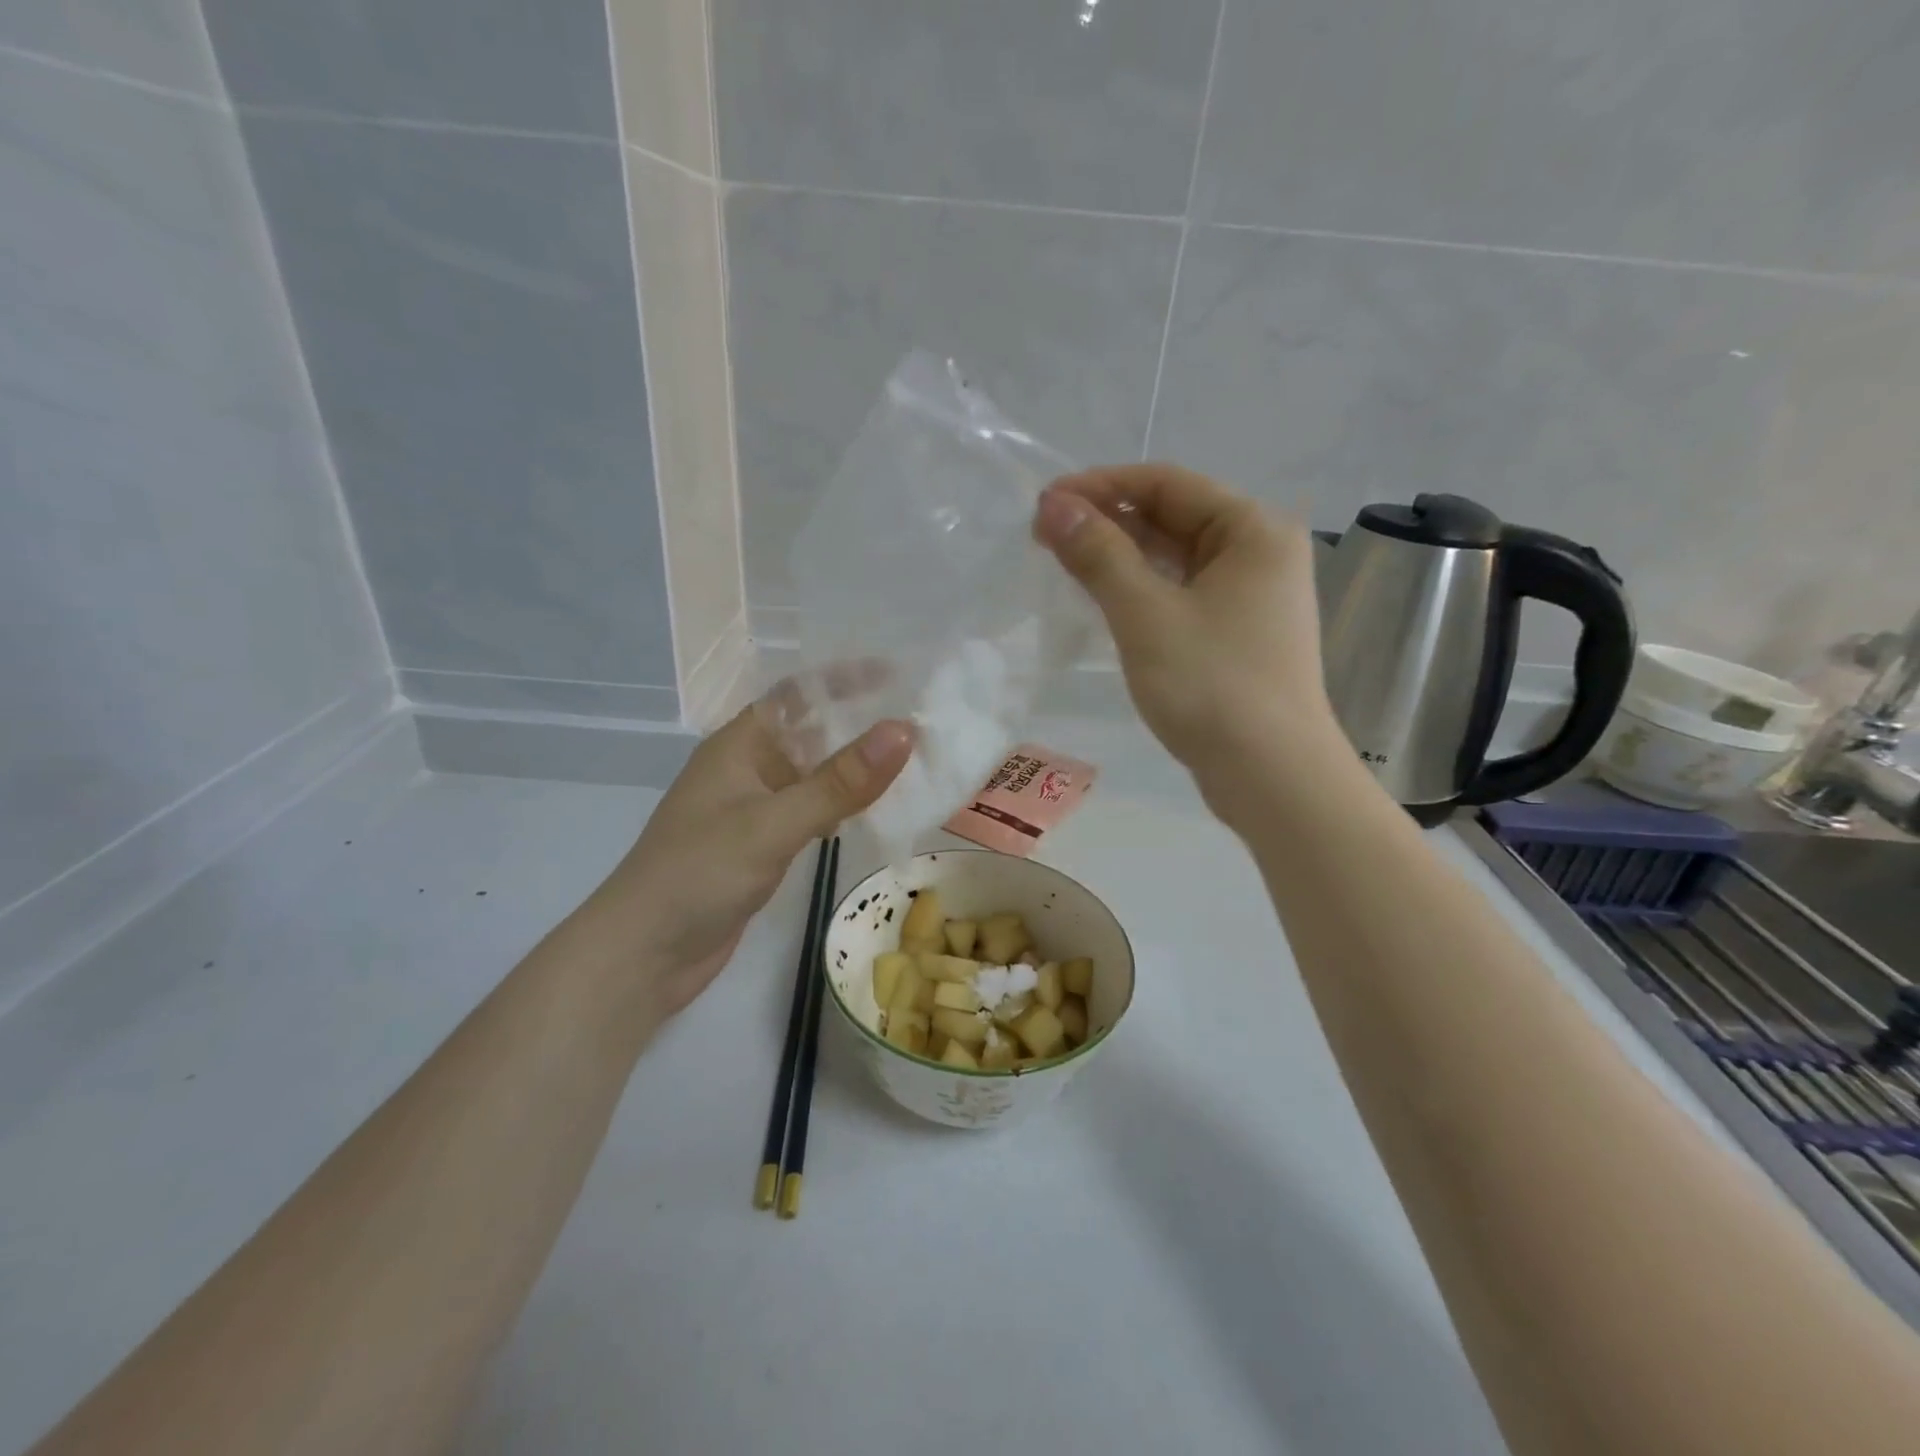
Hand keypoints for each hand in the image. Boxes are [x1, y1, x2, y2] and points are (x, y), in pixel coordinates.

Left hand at [591, 697, 912, 1019]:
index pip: (798, 695)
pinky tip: (877, 812)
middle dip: (861, 725)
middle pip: (811, 732)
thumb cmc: (699, 874)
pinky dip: (842, 806)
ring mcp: (754, 808)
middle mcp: (748, 767)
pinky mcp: (762, 845)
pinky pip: (811, 811)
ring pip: (814, 775)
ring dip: (856, 768)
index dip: (845, 680)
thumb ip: (839, 782)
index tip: (899, 676)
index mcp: (740, 744)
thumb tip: (903, 730)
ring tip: (914, 761)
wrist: (644, 955)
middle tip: (922, 720)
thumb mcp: (773, 823)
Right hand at [1033, 464, 1345, 797]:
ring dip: (1121, 555)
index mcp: (1253, 530)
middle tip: (1044, 534)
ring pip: (1175, 558)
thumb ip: (1099, 554)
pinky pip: (1181, 593)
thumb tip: (1054, 506)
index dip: (1101, 486)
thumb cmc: (1211, 685)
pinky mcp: (1237, 634)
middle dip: (1108, 521)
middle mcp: (1259, 553)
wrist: (1272, 776)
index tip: (1044, 503)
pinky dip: (1142, 589)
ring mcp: (1251, 597)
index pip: (1167, 483)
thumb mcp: (1145, 614)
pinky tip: (1104, 597)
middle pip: (1173, 517)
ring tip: (1064, 561)